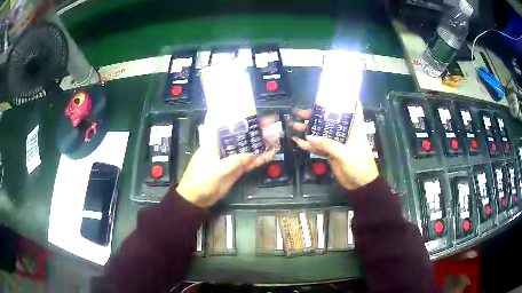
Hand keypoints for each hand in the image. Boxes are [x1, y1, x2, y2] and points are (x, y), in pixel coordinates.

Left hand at [176, 116, 279, 207]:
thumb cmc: (201, 181)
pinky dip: (259, 159)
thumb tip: (252, 155)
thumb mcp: (217, 170)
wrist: (197, 200)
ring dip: (260, 142)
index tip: (243, 105)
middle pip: (240, 134)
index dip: (230, 112)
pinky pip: (249, 162)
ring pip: (247, 147)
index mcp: (213, 142)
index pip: (220, 121)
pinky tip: (271, 154)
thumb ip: (235, 162)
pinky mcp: (235, 169)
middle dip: (254, 128)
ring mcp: (230, 158)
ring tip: (275, 136)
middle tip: (270, 122)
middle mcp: (223, 147)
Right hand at [290, 105, 378, 189]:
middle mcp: (345, 132)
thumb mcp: (345, 153)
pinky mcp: (331, 153)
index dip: (346, 98)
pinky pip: (318, 146)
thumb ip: (327, 144)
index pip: (353, 108)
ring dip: (308, 129)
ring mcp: (337, 142)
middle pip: (329, 119)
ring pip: (321, 132)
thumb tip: (309, 137)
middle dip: (315, 115)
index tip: (334, 90)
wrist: (360, 184)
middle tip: (299, 112)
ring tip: (294, 124)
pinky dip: (308, 145)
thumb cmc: (359, 164)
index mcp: (354, 127)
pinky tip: (297, 141)